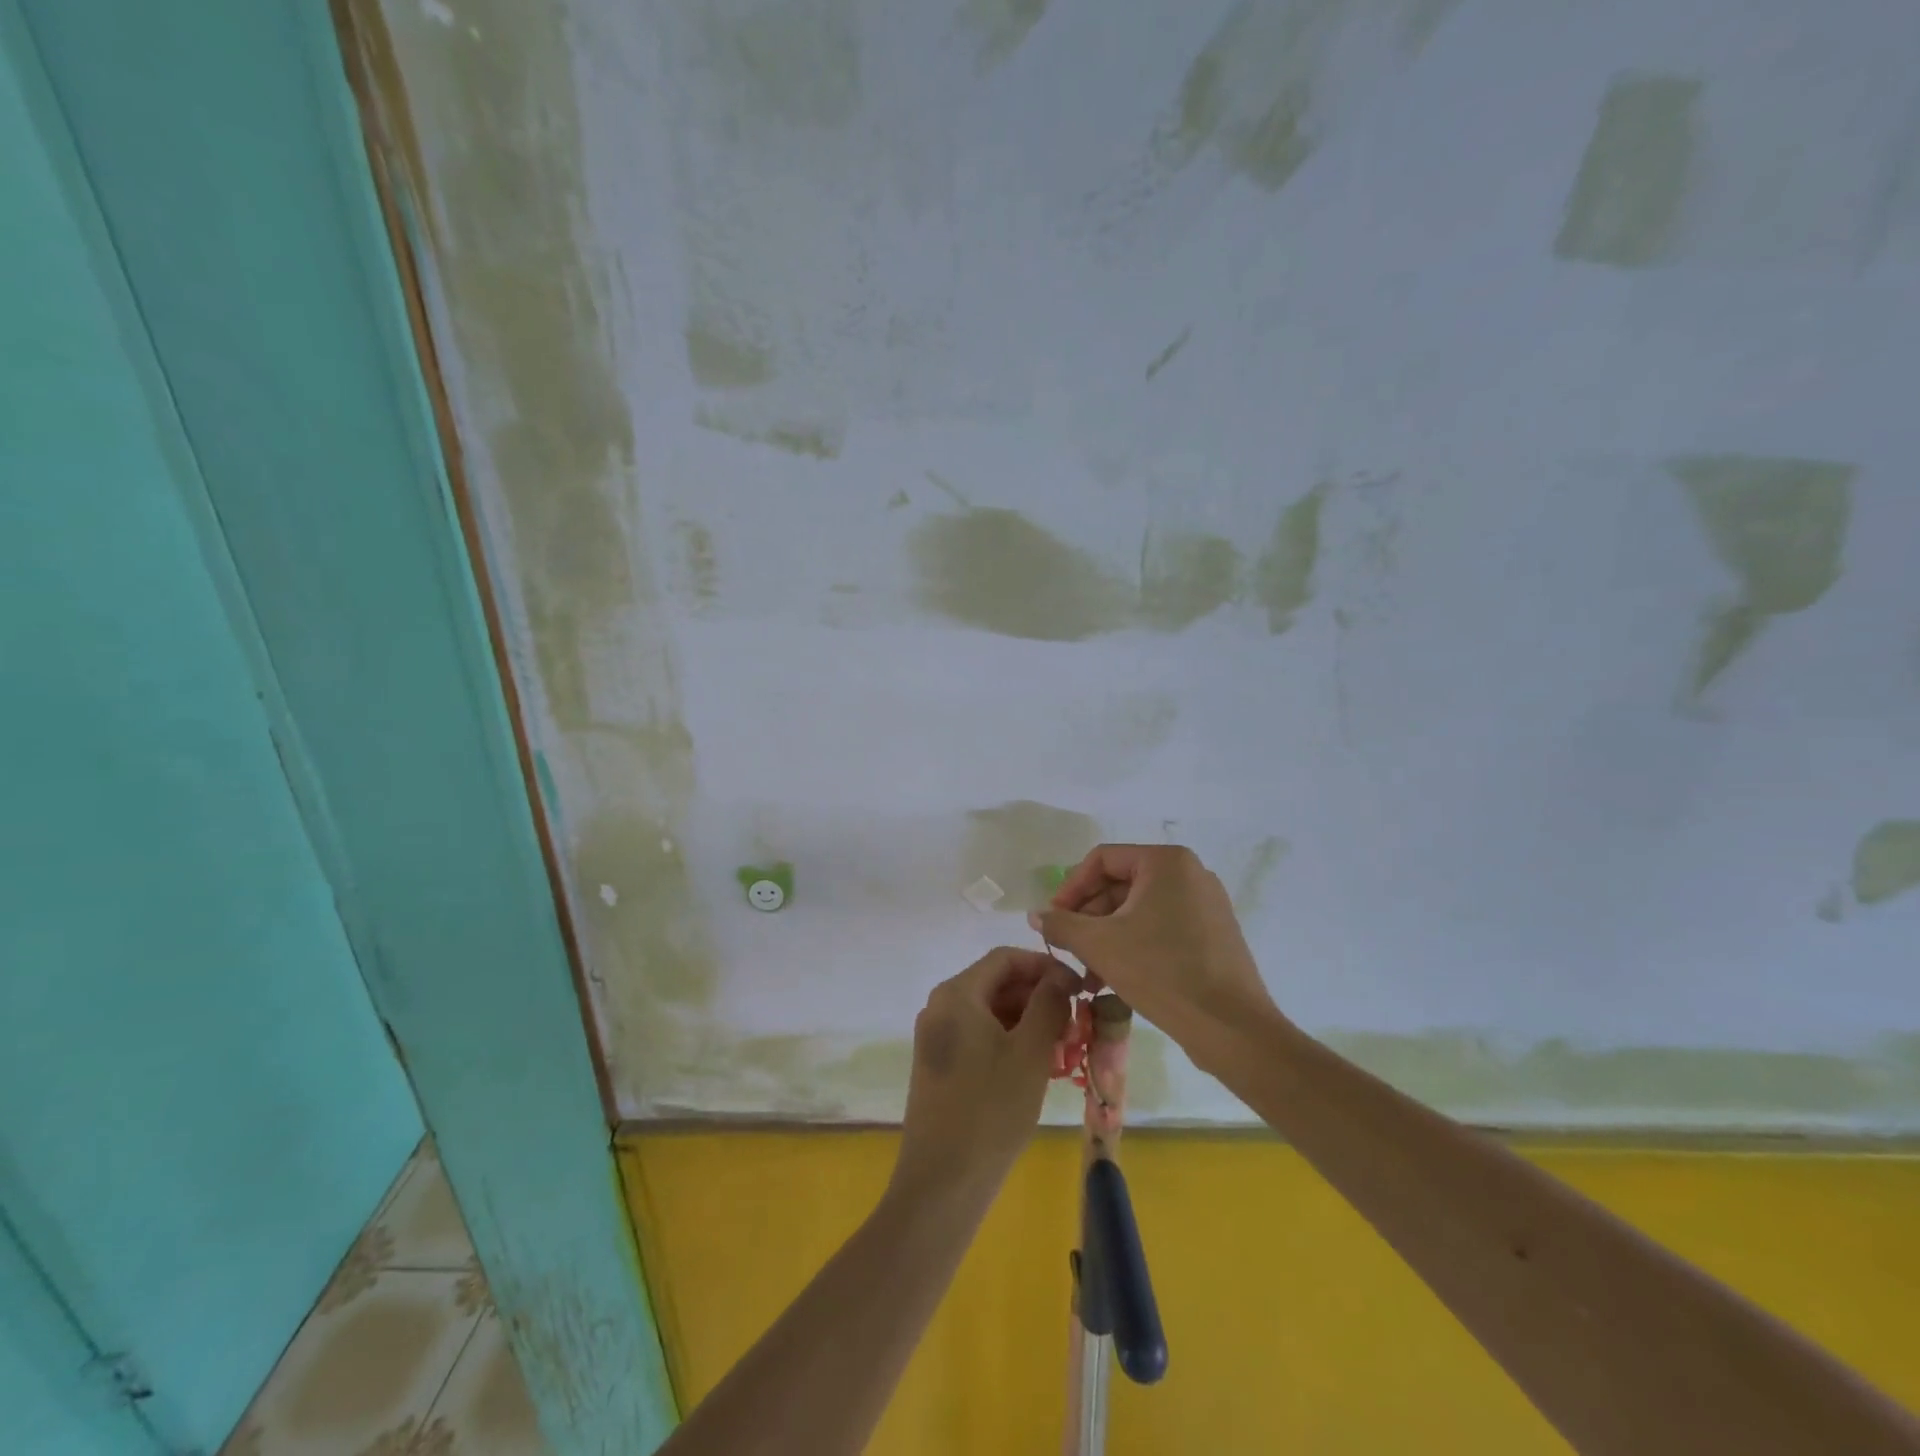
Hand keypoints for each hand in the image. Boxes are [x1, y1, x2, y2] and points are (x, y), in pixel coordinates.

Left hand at [891, 949, 1078, 1209]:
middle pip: (997, 983)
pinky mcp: (941, 1065)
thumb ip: (1048, 1004)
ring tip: (1066, 1049)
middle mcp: (941, 1007)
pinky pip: (981, 1037)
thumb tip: (1060, 976)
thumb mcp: (1030, 1053)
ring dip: (1030, 1022)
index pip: (1005, 958)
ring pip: (992, 1013)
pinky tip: (1040, 1067)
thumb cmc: (991, 1110)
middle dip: (1039, 997)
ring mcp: (938, 1038)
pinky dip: (1012, 1042)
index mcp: (957, 994)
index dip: (1045, 965)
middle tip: (1077, 1022)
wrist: (942, 1183)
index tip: (1079, 987)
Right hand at [1029, 845, 1279, 1063]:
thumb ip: (1062, 924)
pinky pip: (1162, 928)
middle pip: (1120, 885)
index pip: (1102, 860)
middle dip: (1089, 919)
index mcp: (1166, 862)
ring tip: (1088, 974)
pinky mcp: (1213, 934)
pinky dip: (1134, 945)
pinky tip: (1115, 979)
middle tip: (1068, 950)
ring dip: (1107, 937)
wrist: (1231, 1027)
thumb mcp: (1100, 945)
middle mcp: (1189, 873)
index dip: (1070, 888)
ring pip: (1139, 910)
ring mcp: (1205, 904)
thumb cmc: (1162, 972)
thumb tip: (1036, 914)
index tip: (1053, 921)